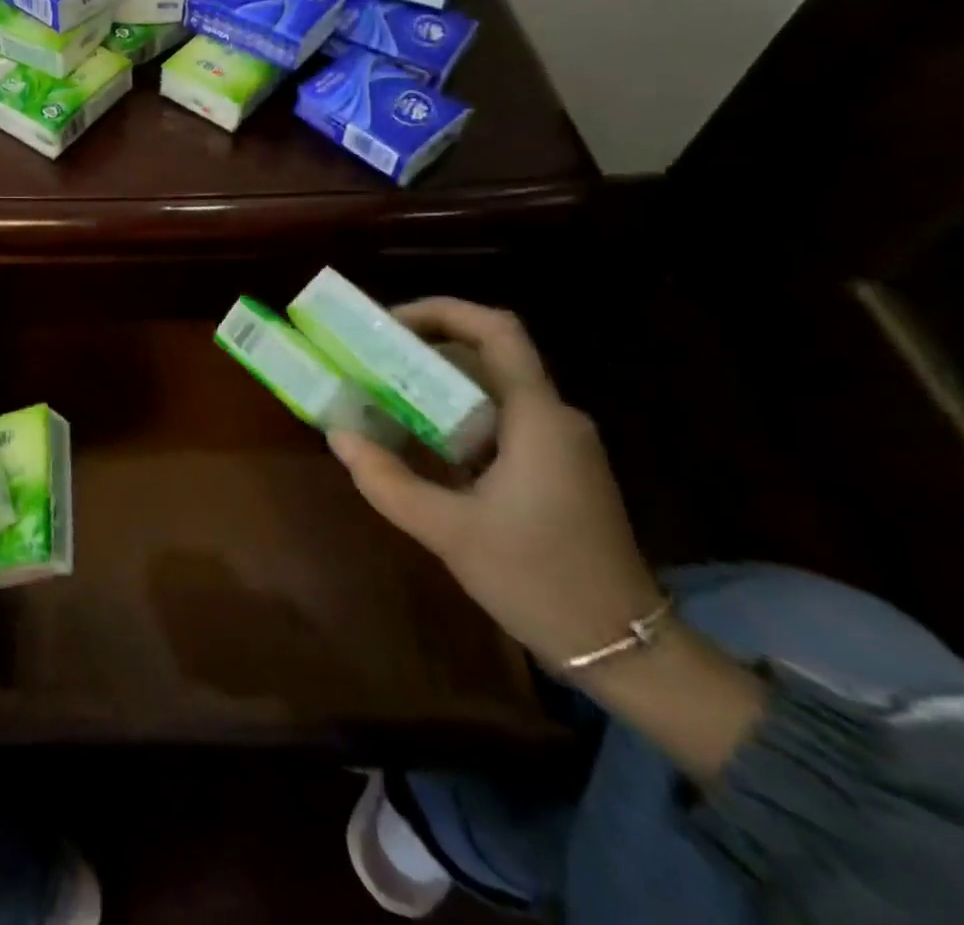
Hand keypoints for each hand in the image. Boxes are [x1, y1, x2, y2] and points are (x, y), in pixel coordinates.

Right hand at [326, 297, 664, 670]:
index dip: (440, 311)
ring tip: (378, 394)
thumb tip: (337, 435)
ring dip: (433, 386)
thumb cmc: (539, 580)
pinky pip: (497, 422)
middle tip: (367, 360)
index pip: (496, 330)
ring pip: (489, 390)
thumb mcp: (448, 532)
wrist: (626, 653)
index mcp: (538, 418)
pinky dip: (452, 418)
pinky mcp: (555, 469)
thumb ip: (386, 479)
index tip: (386, 324)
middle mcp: (553, 417)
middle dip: (422, 350)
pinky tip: (414, 440)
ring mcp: (558, 444)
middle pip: (485, 355)